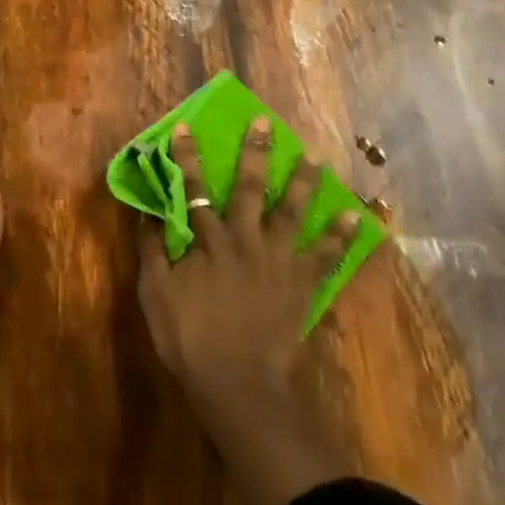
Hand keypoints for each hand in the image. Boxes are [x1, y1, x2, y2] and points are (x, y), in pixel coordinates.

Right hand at [138, 119, 358, 423]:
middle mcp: (245, 239)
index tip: (186, 127)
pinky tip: (356, 215)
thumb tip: (148, 213)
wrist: (238, 383)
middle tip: (265, 121)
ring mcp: (278, 259)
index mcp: (208, 240)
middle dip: (255, 151)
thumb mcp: (155, 296)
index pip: (193, 189)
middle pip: (249, 187)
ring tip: (315, 157)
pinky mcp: (302, 283)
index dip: (188, 157)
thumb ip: (151, 251)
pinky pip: (327, 255)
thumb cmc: (189, 339)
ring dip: (303, 181)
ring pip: (292, 210)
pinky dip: (341, 235)